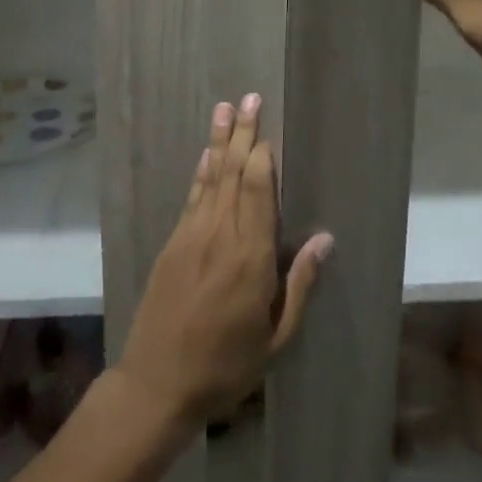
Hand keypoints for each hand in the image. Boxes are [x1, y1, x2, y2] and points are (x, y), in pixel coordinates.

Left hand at [116, 95, 331, 427]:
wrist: (156, 384)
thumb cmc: (226, 367)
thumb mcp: (275, 338)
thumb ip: (299, 285)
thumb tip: (324, 239)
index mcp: (250, 258)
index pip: (258, 192)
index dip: (262, 157)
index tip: (268, 128)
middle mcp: (219, 236)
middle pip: (233, 174)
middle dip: (242, 134)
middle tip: (249, 97)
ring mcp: (191, 236)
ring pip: (210, 178)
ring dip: (219, 141)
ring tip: (224, 108)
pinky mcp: (173, 245)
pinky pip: (192, 198)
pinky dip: (201, 173)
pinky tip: (207, 155)